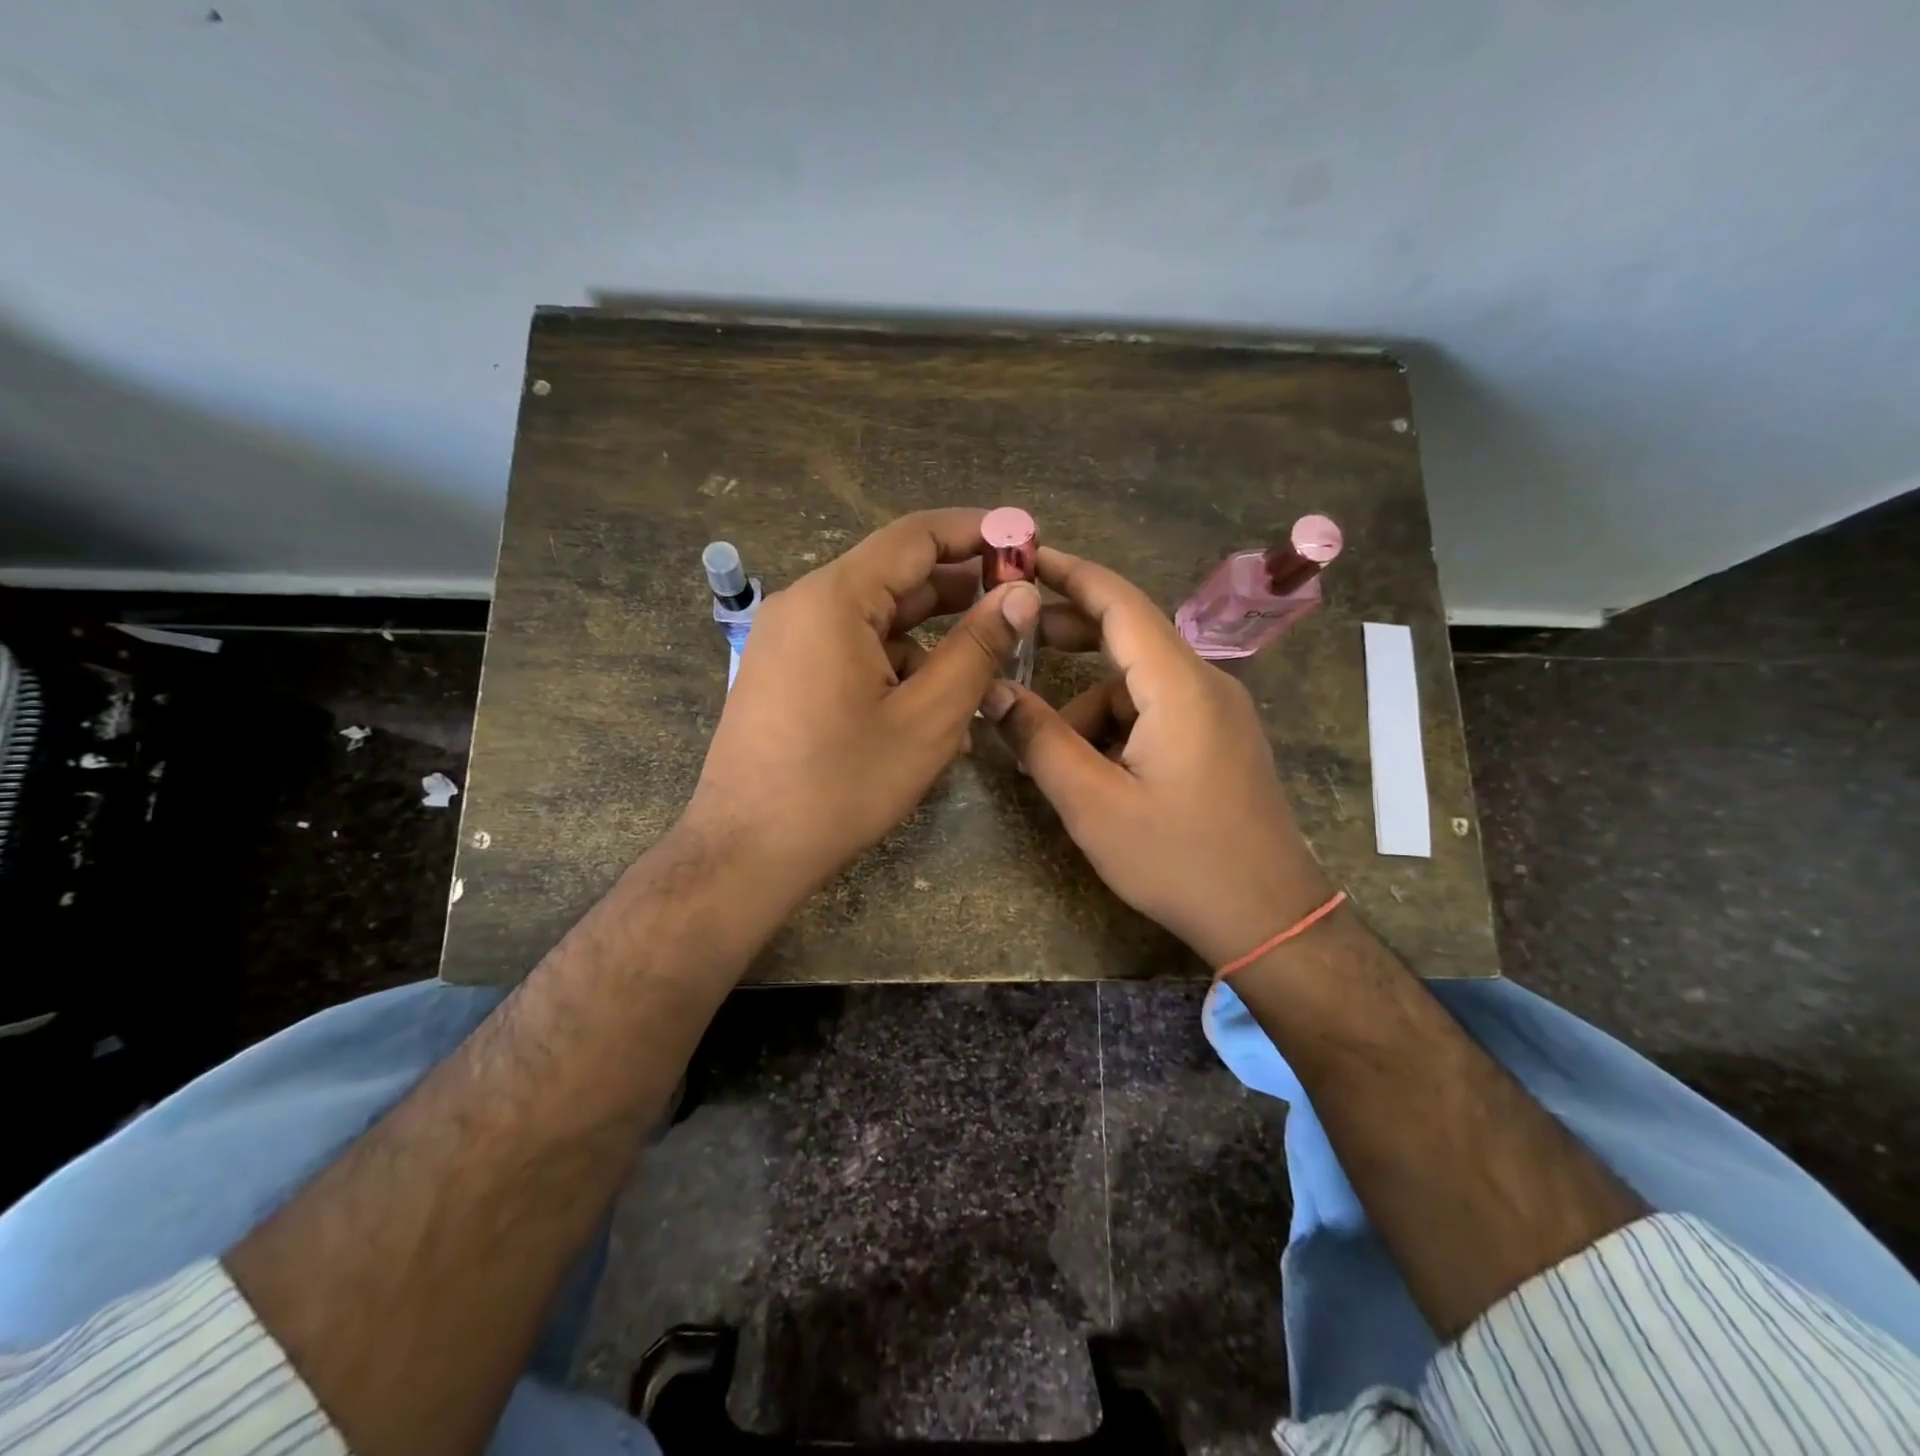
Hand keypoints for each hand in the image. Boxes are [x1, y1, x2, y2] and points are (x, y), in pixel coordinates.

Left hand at [684, 509, 1040, 916]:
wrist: (746, 853)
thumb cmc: (841, 786)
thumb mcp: (927, 719)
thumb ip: (978, 648)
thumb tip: (1021, 594)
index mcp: (834, 599)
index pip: (916, 535)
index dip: (977, 532)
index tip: (1026, 542)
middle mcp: (804, 604)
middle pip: (895, 575)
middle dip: (959, 590)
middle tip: (1018, 609)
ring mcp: (789, 640)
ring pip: (877, 619)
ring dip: (932, 639)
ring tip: (983, 675)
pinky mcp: (786, 673)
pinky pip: (852, 651)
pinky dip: (896, 667)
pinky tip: (931, 711)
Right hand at [982, 547, 1332, 968]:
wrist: (1269, 917)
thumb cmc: (1178, 860)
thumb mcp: (1092, 804)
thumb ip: (1039, 740)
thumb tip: (994, 692)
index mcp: (1178, 685)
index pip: (1118, 601)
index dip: (1066, 573)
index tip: (1020, 556)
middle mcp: (1205, 683)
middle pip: (1127, 635)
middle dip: (1068, 637)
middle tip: (1013, 645)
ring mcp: (1218, 711)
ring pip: (1136, 685)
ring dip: (1088, 708)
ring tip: (1051, 759)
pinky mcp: (1220, 739)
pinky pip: (1157, 711)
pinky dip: (1117, 728)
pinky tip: (1096, 775)